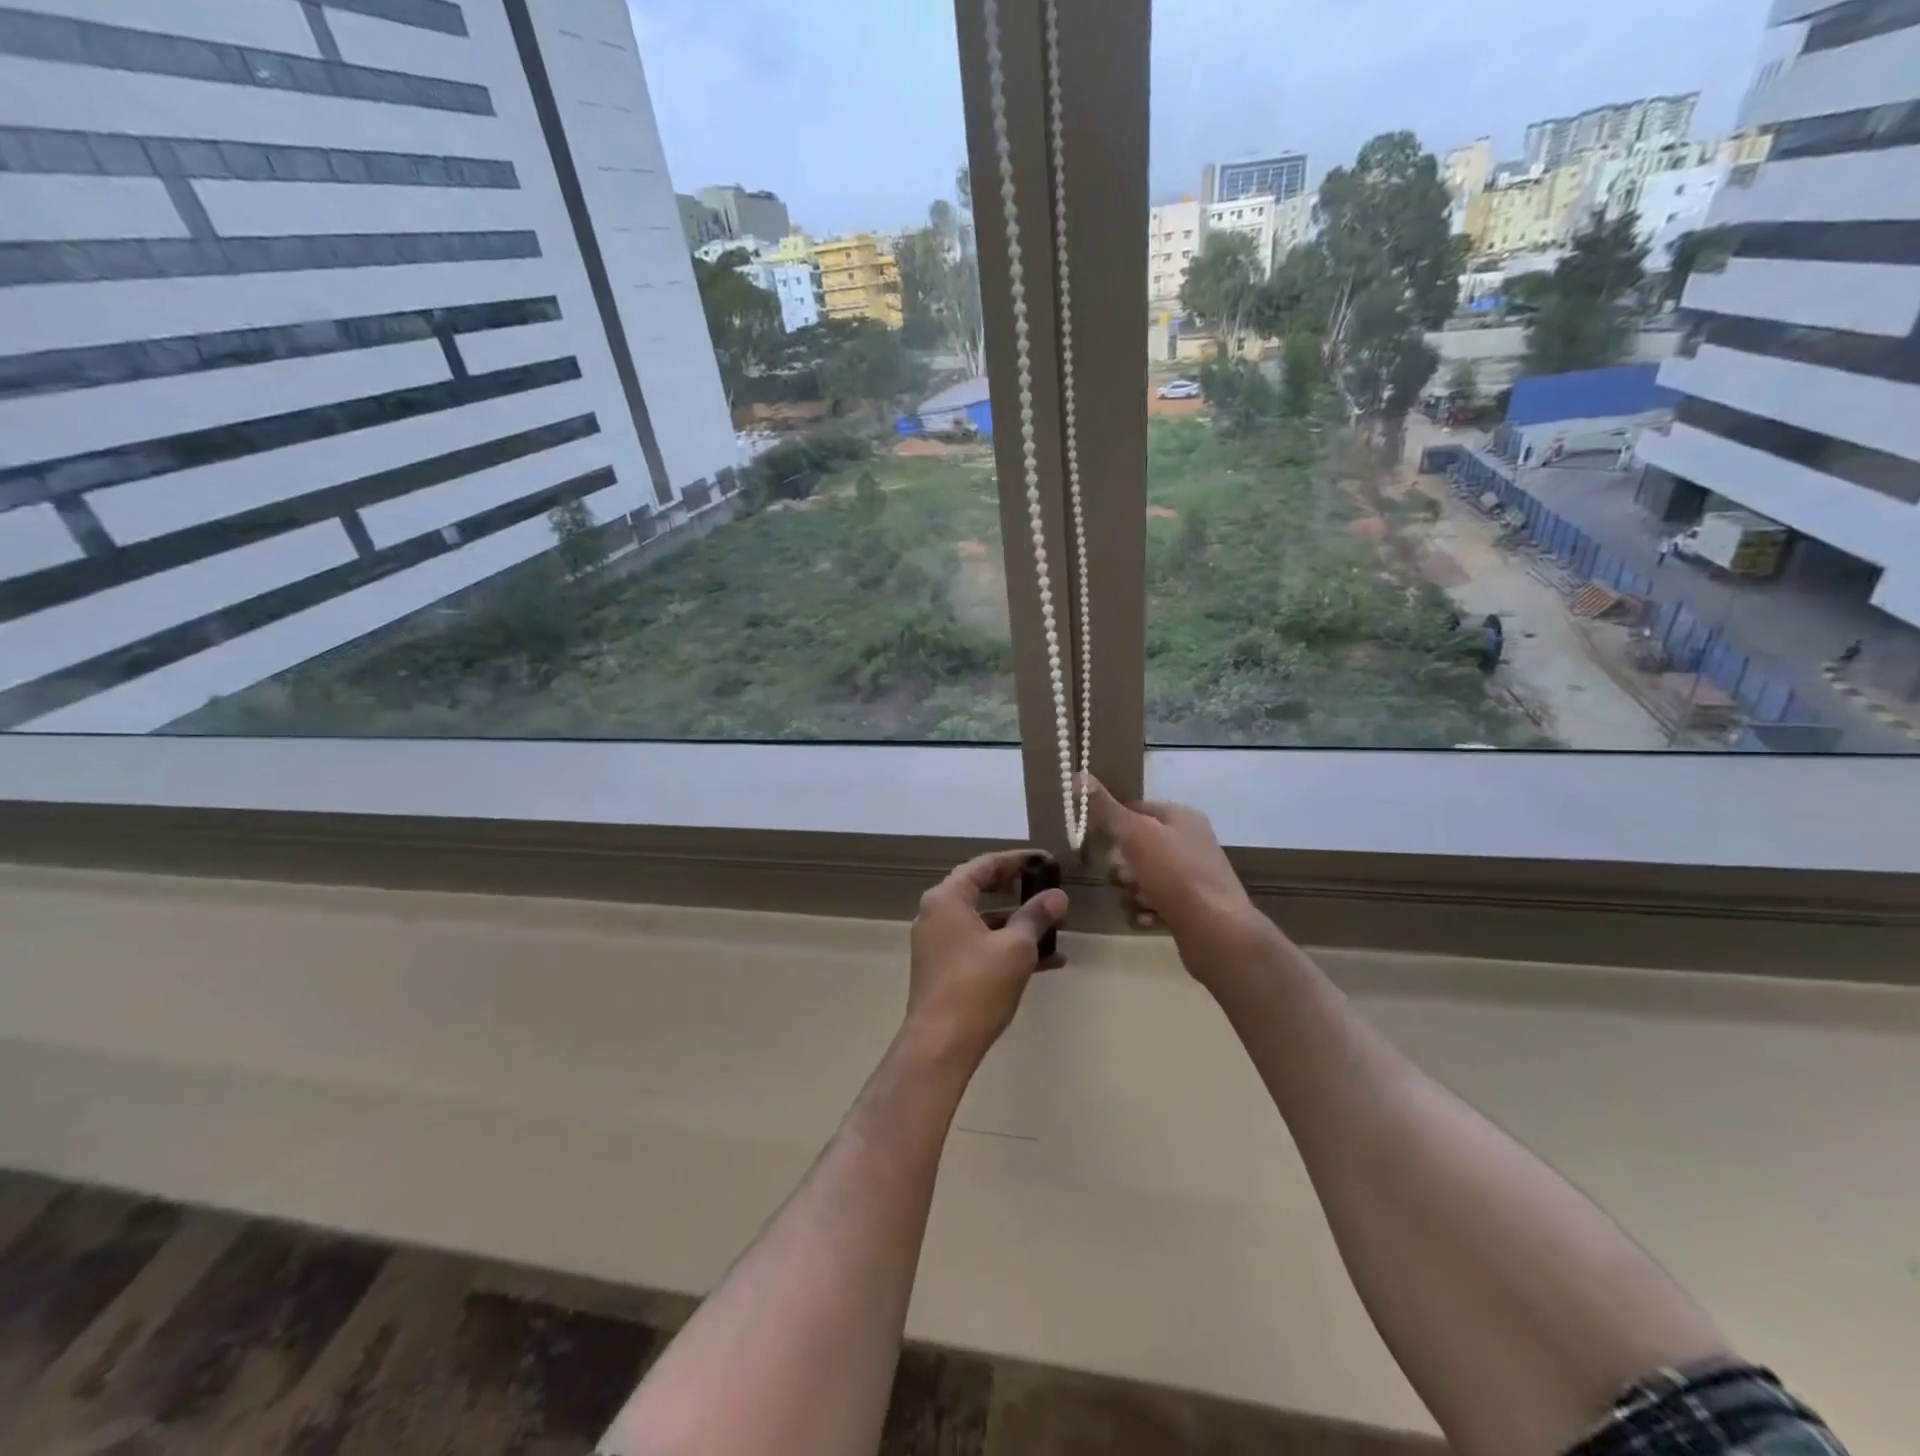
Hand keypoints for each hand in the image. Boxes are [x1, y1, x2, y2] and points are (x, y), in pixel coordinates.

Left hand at [905, 851, 1068, 1065]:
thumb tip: (1058, 896)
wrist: (940, 1045)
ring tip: (1057, 929)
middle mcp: (936, 914)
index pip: (984, 865)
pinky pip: (980, 945)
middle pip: (982, 890)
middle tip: (1050, 889)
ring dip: (1019, 923)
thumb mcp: (1016, 948)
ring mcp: (938, 942)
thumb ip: (1036, 916)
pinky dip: (1007, 947)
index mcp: (947, 898)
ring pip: (984, 921)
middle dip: (1020, 892)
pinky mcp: (944, 968)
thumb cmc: (977, 986)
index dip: (1018, 860)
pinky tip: (1047, 962)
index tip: (1046, 861)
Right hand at [1081, 775, 1272, 989]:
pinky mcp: (1185, 908)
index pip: (1134, 808)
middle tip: (1125, 877)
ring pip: (1138, 879)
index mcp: (1179, 817)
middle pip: (1133, 848)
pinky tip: (1148, 919)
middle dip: (1121, 866)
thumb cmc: (1175, 874)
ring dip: (1131, 892)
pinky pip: (1150, 904)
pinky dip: (1144, 911)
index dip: (1112, 823)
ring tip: (1141, 901)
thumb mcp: (1135, 834)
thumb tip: (1079, 775)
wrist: (1217, 931)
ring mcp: (1187, 877)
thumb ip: (1105, 808)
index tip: (1095, 840)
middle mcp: (1185, 843)